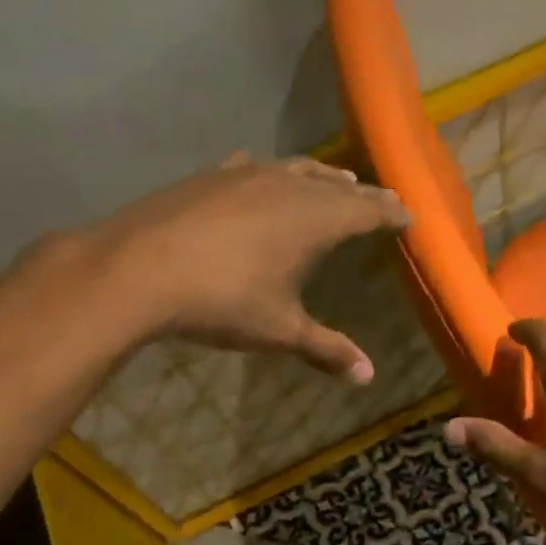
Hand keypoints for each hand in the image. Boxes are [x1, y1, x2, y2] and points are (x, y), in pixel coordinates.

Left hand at [84, 153, 409, 380]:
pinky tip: (264, 177)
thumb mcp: (280, 330)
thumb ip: (327, 349)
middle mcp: (287, 186)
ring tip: (337, 182)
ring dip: (322, 178)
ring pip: (298, 168)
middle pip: (337, 185)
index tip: (408, 215)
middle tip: (380, 200)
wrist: (136, 269)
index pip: (367, 209)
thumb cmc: (222, 301)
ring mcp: (246, 175)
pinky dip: (275, 174)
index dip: (391, 212)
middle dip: (362, 194)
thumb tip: (368, 376)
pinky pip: (256, 168)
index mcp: (315, 219)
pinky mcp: (210, 176)